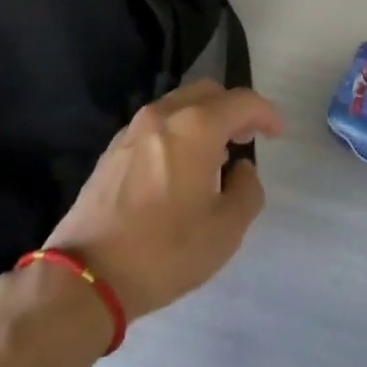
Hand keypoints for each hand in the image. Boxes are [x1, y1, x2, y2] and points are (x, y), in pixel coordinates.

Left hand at [43, 80, 283, 320]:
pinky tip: (180, 166)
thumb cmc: (165, 251)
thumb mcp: (225, 230)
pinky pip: (157, 124)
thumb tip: (240, 169)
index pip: (241, 101)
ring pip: (179, 104)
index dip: (266, 113)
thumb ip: (247, 191)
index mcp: (196, 127)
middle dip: (233, 108)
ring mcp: (133, 129)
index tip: (278, 132)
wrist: (88, 274)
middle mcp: (164, 115)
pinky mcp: (113, 148)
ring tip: (216, 154)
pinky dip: (178, 131)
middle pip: (208, 92)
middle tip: (248, 137)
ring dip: (204, 118)